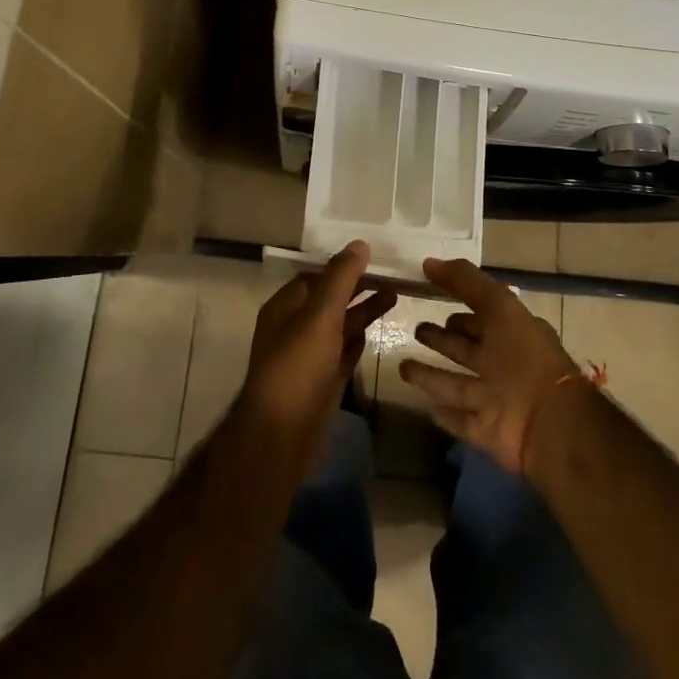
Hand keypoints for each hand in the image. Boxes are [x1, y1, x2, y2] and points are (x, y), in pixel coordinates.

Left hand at [241, 241, 396, 463]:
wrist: (282, 435)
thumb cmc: (298, 366)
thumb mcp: (320, 315)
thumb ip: (340, 279)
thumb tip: (360, 244)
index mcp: (285, 307)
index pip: (316, 277)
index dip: (342, 266)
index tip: (373, 257)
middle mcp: (295, 328)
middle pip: (330, 300)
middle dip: (358, 287)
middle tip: (392, 276)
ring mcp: (309, 356)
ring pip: (339, 326)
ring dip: (364, 311)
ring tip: (396, 297)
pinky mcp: (322, 381)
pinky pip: (342, 352)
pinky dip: (357, 340)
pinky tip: (376, 332)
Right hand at [398, 257, 581, 473]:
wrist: (549, 423)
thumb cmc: (524, 356)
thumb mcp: (498, 305)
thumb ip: (465, 281)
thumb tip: (428, 262)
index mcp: (511, 333)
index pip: (480, 317)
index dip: (459, 308)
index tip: (431, 297)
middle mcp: (502, 364)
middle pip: (464, 349)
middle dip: (441, 339)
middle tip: (416, 330)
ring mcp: (493, 399)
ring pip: (454, 384)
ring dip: (430, 376)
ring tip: (402, 366)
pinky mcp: (485, 431)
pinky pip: (460, 420)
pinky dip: (445, 415)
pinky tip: (427, 408)